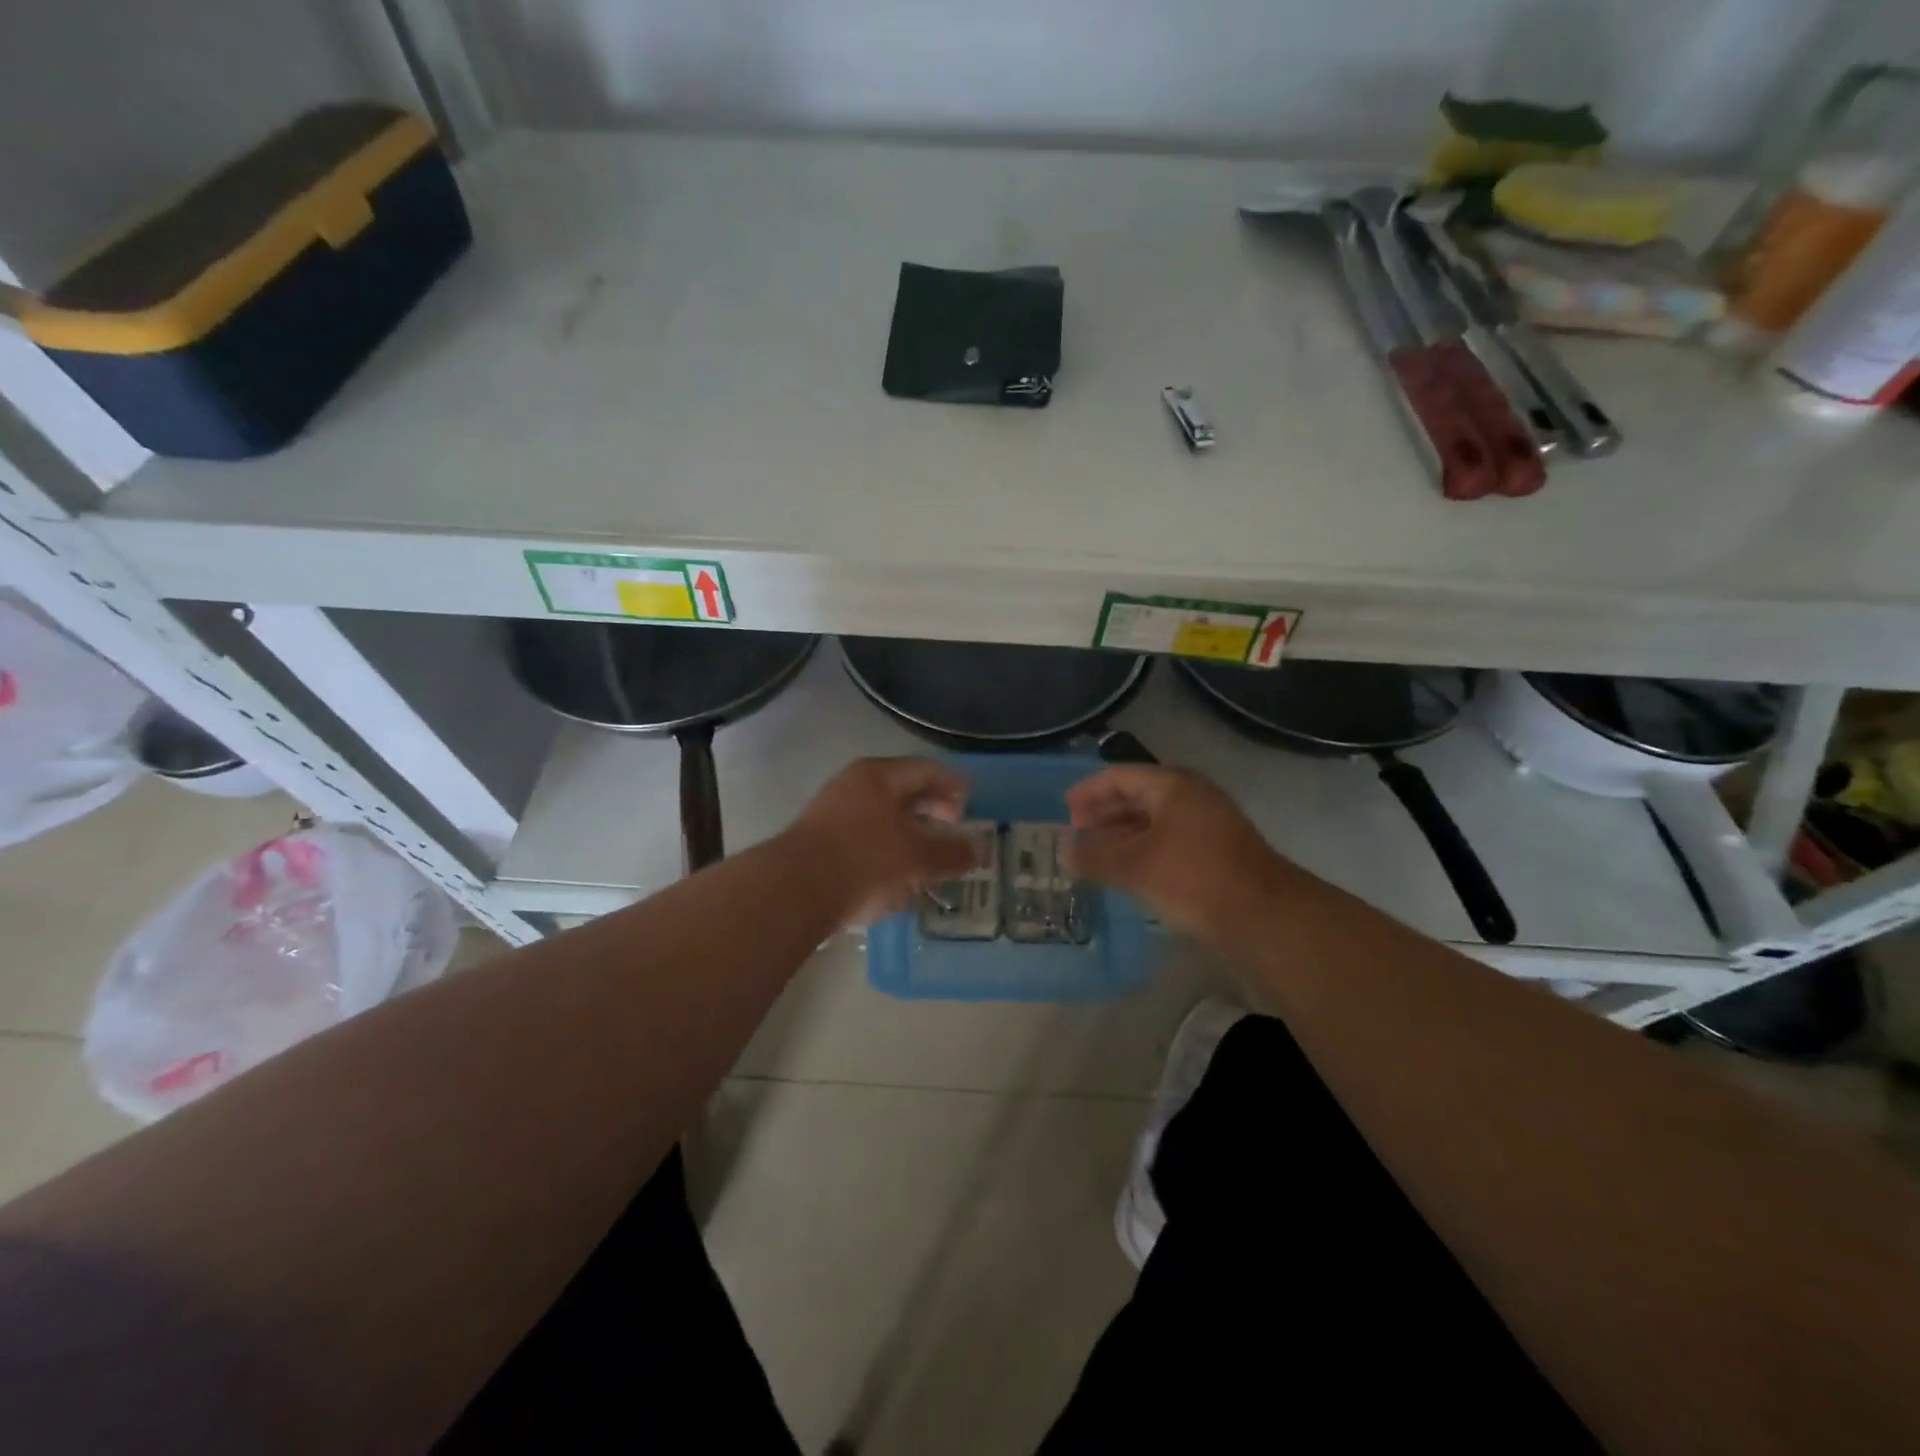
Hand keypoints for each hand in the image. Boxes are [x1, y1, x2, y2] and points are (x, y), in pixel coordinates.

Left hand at [789, 758, 979, 924]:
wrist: (795, 890)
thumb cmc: (865, 859)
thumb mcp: (917, 857)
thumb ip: (951, 853)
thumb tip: (979, 851)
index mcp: (879, 776)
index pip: (926, 770)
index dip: (953, 784)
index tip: (971, 800)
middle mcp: (854, 786)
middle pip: (903, 792)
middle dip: (932, 810)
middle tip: (954, 827)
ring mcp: (833, 814)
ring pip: (883, 818)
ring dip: (910, 835)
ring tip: (930, 858)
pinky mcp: (821, 844)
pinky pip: (864, 840)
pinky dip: (887, 852)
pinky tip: (898, 878)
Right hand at [1066, 764, 1296, 940]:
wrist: (1263, 916)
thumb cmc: (1192, 878)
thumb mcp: (1134, 867)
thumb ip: (1093, 856)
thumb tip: (1062, 849)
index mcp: (1173, 786)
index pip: (1120, 777)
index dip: (1089, 791)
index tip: (1065, 809)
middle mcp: (1192, 797)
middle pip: (1138, 796)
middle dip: (1104, 814)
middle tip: (1077, 832)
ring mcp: (1208, 824)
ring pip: (1154, 821)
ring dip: (1122, 834)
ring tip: (1096, 854)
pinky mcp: (1217, 852)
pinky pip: (1169, 840)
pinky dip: (1143, 849)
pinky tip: (1129, 871)